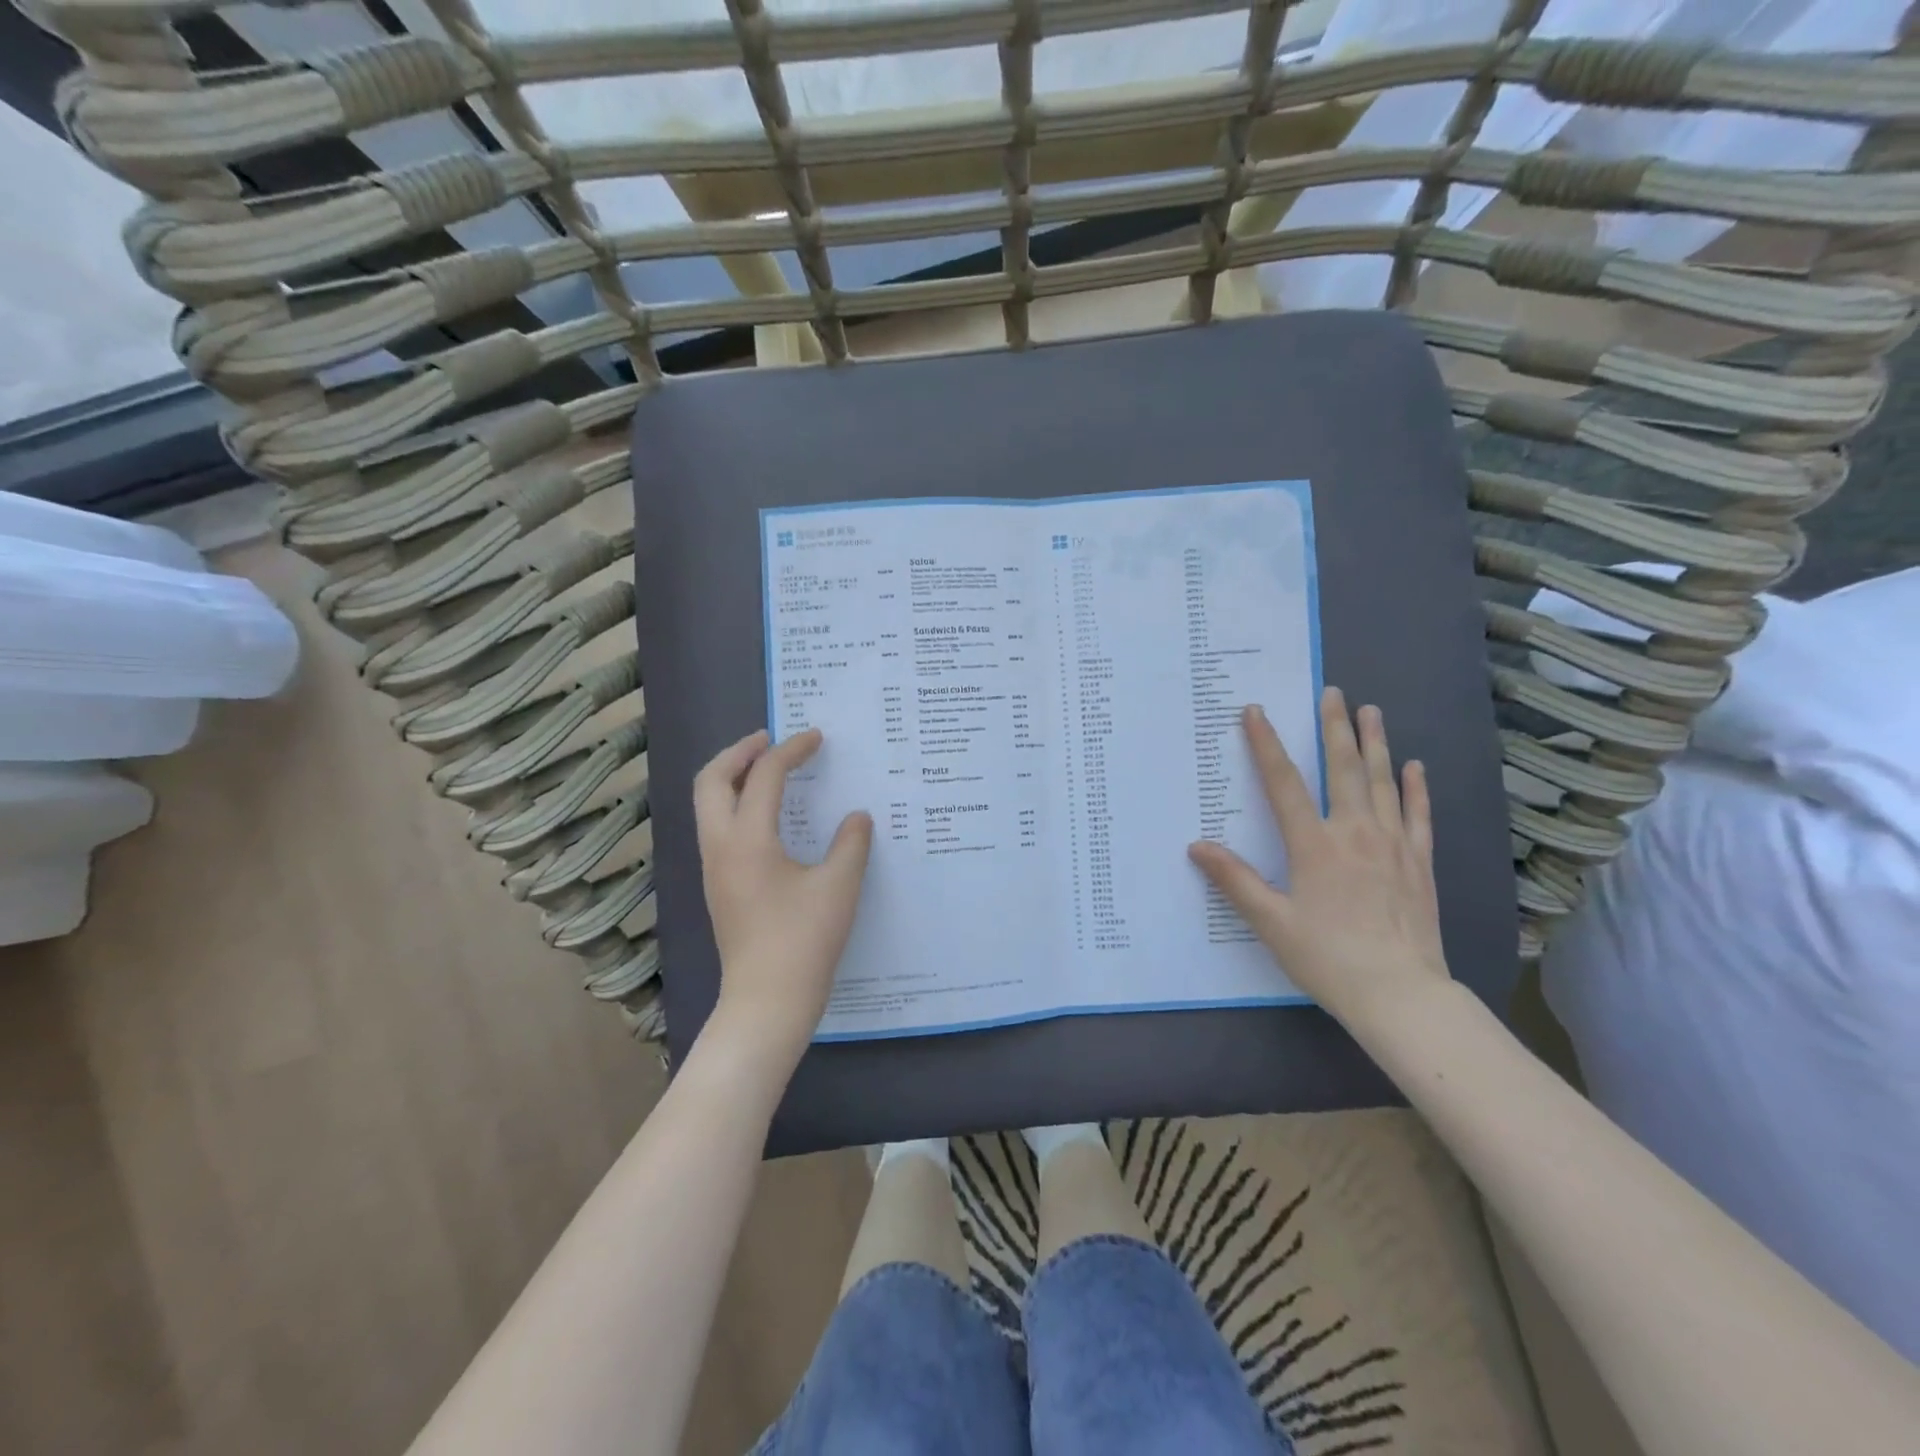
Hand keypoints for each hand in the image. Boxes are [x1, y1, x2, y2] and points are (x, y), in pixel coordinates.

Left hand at [694, 728, 872, 1064]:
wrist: (767, 1002)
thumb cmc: (804, 941)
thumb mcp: (840, 887)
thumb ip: (851, 843)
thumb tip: (856, 817)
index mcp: (747, 839)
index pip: (765, 777)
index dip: (792, 751)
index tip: (816, 738)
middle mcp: (720, 847)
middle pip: (712, 780)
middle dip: (740, 751)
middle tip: (772, 740)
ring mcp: (714, 868)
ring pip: (709, 804)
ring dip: (735, 777)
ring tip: (769, 769)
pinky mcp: (719, 887)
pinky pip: (718, 827)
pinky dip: (737, 804)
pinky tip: (770, 815)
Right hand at [1188, 688, 1449, 1023]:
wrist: (1401, 995)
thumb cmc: (1327, 958)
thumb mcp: (1271, 922)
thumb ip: (1234, 880)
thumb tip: (1197, 845)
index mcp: (1314, 845)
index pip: (1284, 783)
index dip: (1266, 745)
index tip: (1256, 712)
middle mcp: (1355, 833)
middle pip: (1343, 769)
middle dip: (1334, 727)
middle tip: (1333, 692)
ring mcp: (1393, 845)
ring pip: (1383, 782)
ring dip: (1375, 743)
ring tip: (1371, 711)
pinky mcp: (1420, 864)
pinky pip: (1418, 816)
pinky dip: (1415, 788)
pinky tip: (1413, 766)